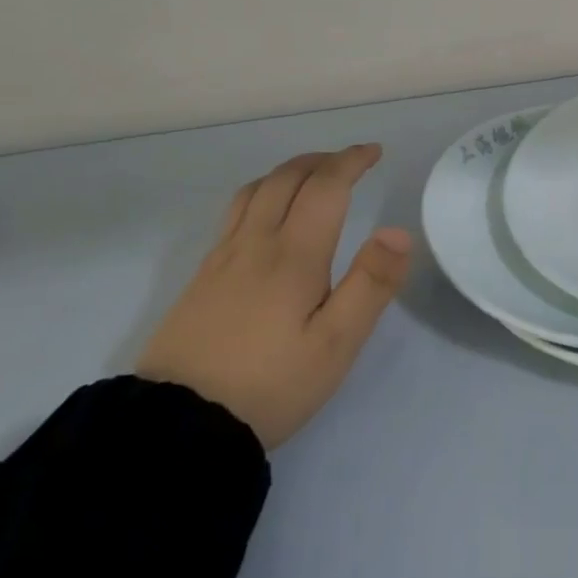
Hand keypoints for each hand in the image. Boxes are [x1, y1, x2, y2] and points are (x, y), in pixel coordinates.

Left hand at [136, 144, 411, 448]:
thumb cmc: (270, 385)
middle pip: (287, 177)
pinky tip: (265, 213)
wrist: (178, 425)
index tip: (374, 152)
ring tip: (311, 176)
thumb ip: (370, 284)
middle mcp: (256, 242)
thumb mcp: (336, 344)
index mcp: (294, 254)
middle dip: (323, 160)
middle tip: (350, 161)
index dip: (351, 161)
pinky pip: (235, 211)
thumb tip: (398, 231)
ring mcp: (222, 257)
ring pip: (256, 189)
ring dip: (289, 170)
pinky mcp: (201, 276)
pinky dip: (262, 191)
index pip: (326, 186)